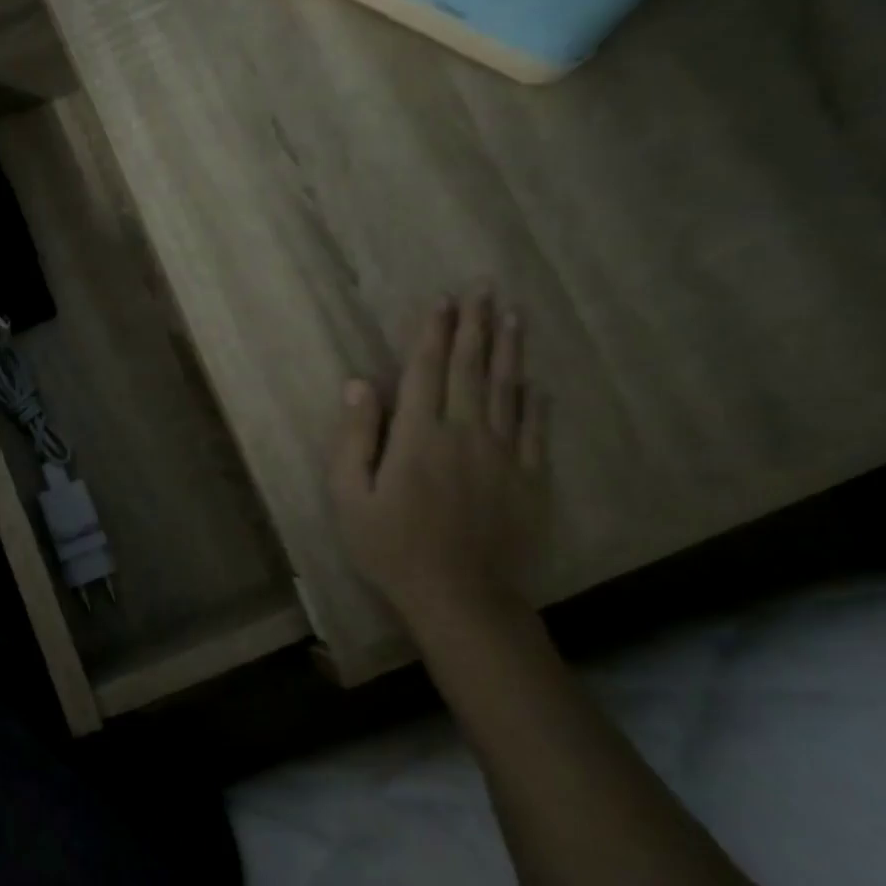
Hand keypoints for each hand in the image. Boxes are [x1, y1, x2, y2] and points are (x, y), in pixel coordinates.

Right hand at [329, 291, 548, 626]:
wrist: (461, 598)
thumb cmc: (391, 547)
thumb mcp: (349, 496)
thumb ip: (354, 437)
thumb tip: (359, 384)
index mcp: (418, 435)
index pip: (426, 369)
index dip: (433, 331)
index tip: (442, 299)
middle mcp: (465, 432)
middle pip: (471, 368)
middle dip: (476, 325)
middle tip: (484, 288)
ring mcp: (504, 454)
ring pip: (508, 389)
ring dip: (509, 349)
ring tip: (513, 315)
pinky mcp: (530, 478)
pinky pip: (536, 429)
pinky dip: (536, 401)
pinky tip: (536, 382)